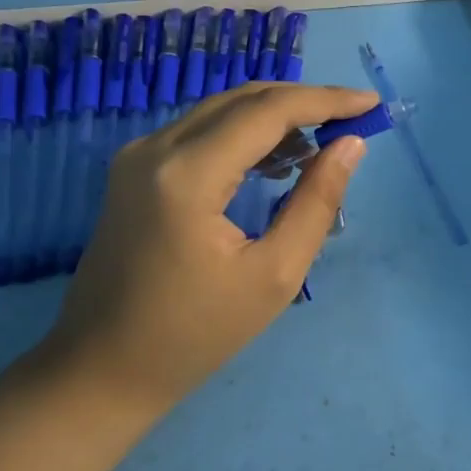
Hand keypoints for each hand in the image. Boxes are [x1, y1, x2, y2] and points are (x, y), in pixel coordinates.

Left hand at [48, 82, 376, 410]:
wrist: (100, 370)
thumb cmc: (194, 335)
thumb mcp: (273, 275)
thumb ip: (317, 202)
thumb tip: (351, 144)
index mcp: (188, 174)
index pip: (268, 111)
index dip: (325, 101)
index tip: (370, 103)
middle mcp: (157, 148)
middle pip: (244, 100)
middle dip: (304, 102)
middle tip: (353, 119)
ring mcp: (139, 155)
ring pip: (222, 110)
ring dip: (276, 116)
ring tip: (323, 143)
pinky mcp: (135, 169)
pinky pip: (202, 131)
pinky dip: (245, 134)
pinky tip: (278, 160)